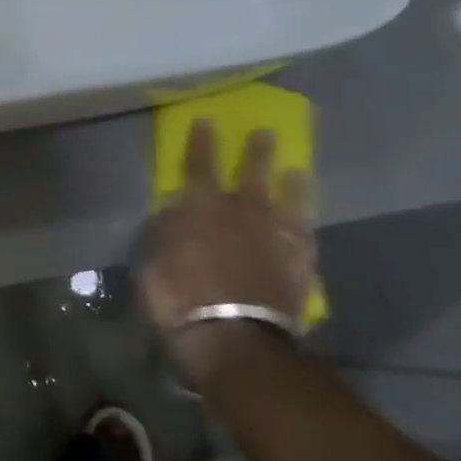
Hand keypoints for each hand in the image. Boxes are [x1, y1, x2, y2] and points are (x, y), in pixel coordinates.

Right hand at [140, 120, 317, 383]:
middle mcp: (242, 214)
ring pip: (288, 203)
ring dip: (292, 185)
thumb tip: (173, 212)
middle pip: (253, 175)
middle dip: (257, 153)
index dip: (203, 143)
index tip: (207, 121)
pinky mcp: (299, 268)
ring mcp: (276, 240)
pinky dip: (306, 228)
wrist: (233, 339)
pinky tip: (308, 223)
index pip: (200, 165)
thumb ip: (165, 230)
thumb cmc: (178, 298)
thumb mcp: (152, 260)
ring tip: (298, 171)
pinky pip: (306, 240)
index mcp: (201, 208)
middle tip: (266, 133)